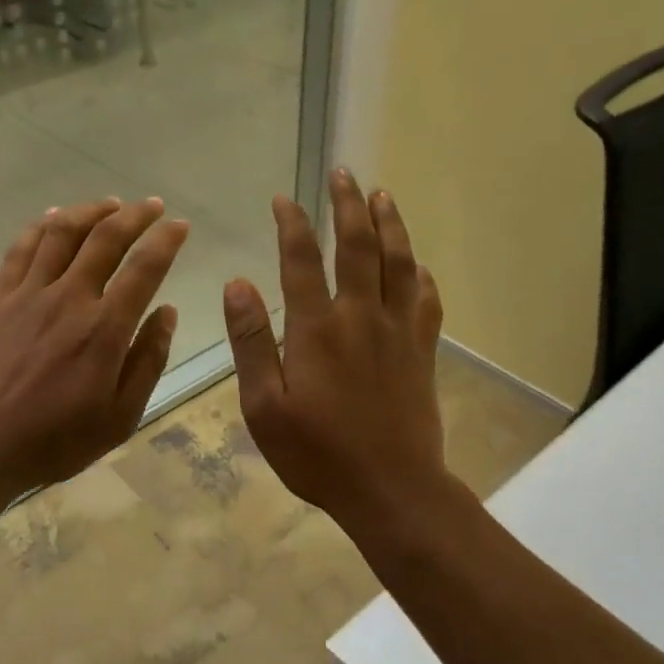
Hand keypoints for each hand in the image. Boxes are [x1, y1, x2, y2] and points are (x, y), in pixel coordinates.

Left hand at [0, 197, 188, 500]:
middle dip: (134, 215)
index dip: (166, 241)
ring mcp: (28, 295)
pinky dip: (41, 226)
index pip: (144, 269)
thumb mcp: (119, 417)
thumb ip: (147, 361)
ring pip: (62, 233)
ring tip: (109, 204)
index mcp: (104, 329)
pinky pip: (21, 249)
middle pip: (105, 238)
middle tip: (152, 205)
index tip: (179, 226)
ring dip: (90, 211)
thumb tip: (167, 312)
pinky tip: (53, 218)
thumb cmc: (54, 441)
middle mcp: (69, 299)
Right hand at [223, 170, 451, 534]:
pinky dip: (421, 276)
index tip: (284, 199)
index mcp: (317, 328)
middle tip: (344, 173)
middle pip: (359, 246)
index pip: (302, 260)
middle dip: (349, 205)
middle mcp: (361, 317)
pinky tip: (418, 266)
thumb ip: (251, 342)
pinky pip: (426, 301)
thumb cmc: (318, 454)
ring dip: (391, 224)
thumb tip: (237, 284)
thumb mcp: (264, 406)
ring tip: (383, 195)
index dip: (292, 224)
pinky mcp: (422, 352)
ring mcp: (398, 332)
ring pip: (399, 263)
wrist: (391, 489)